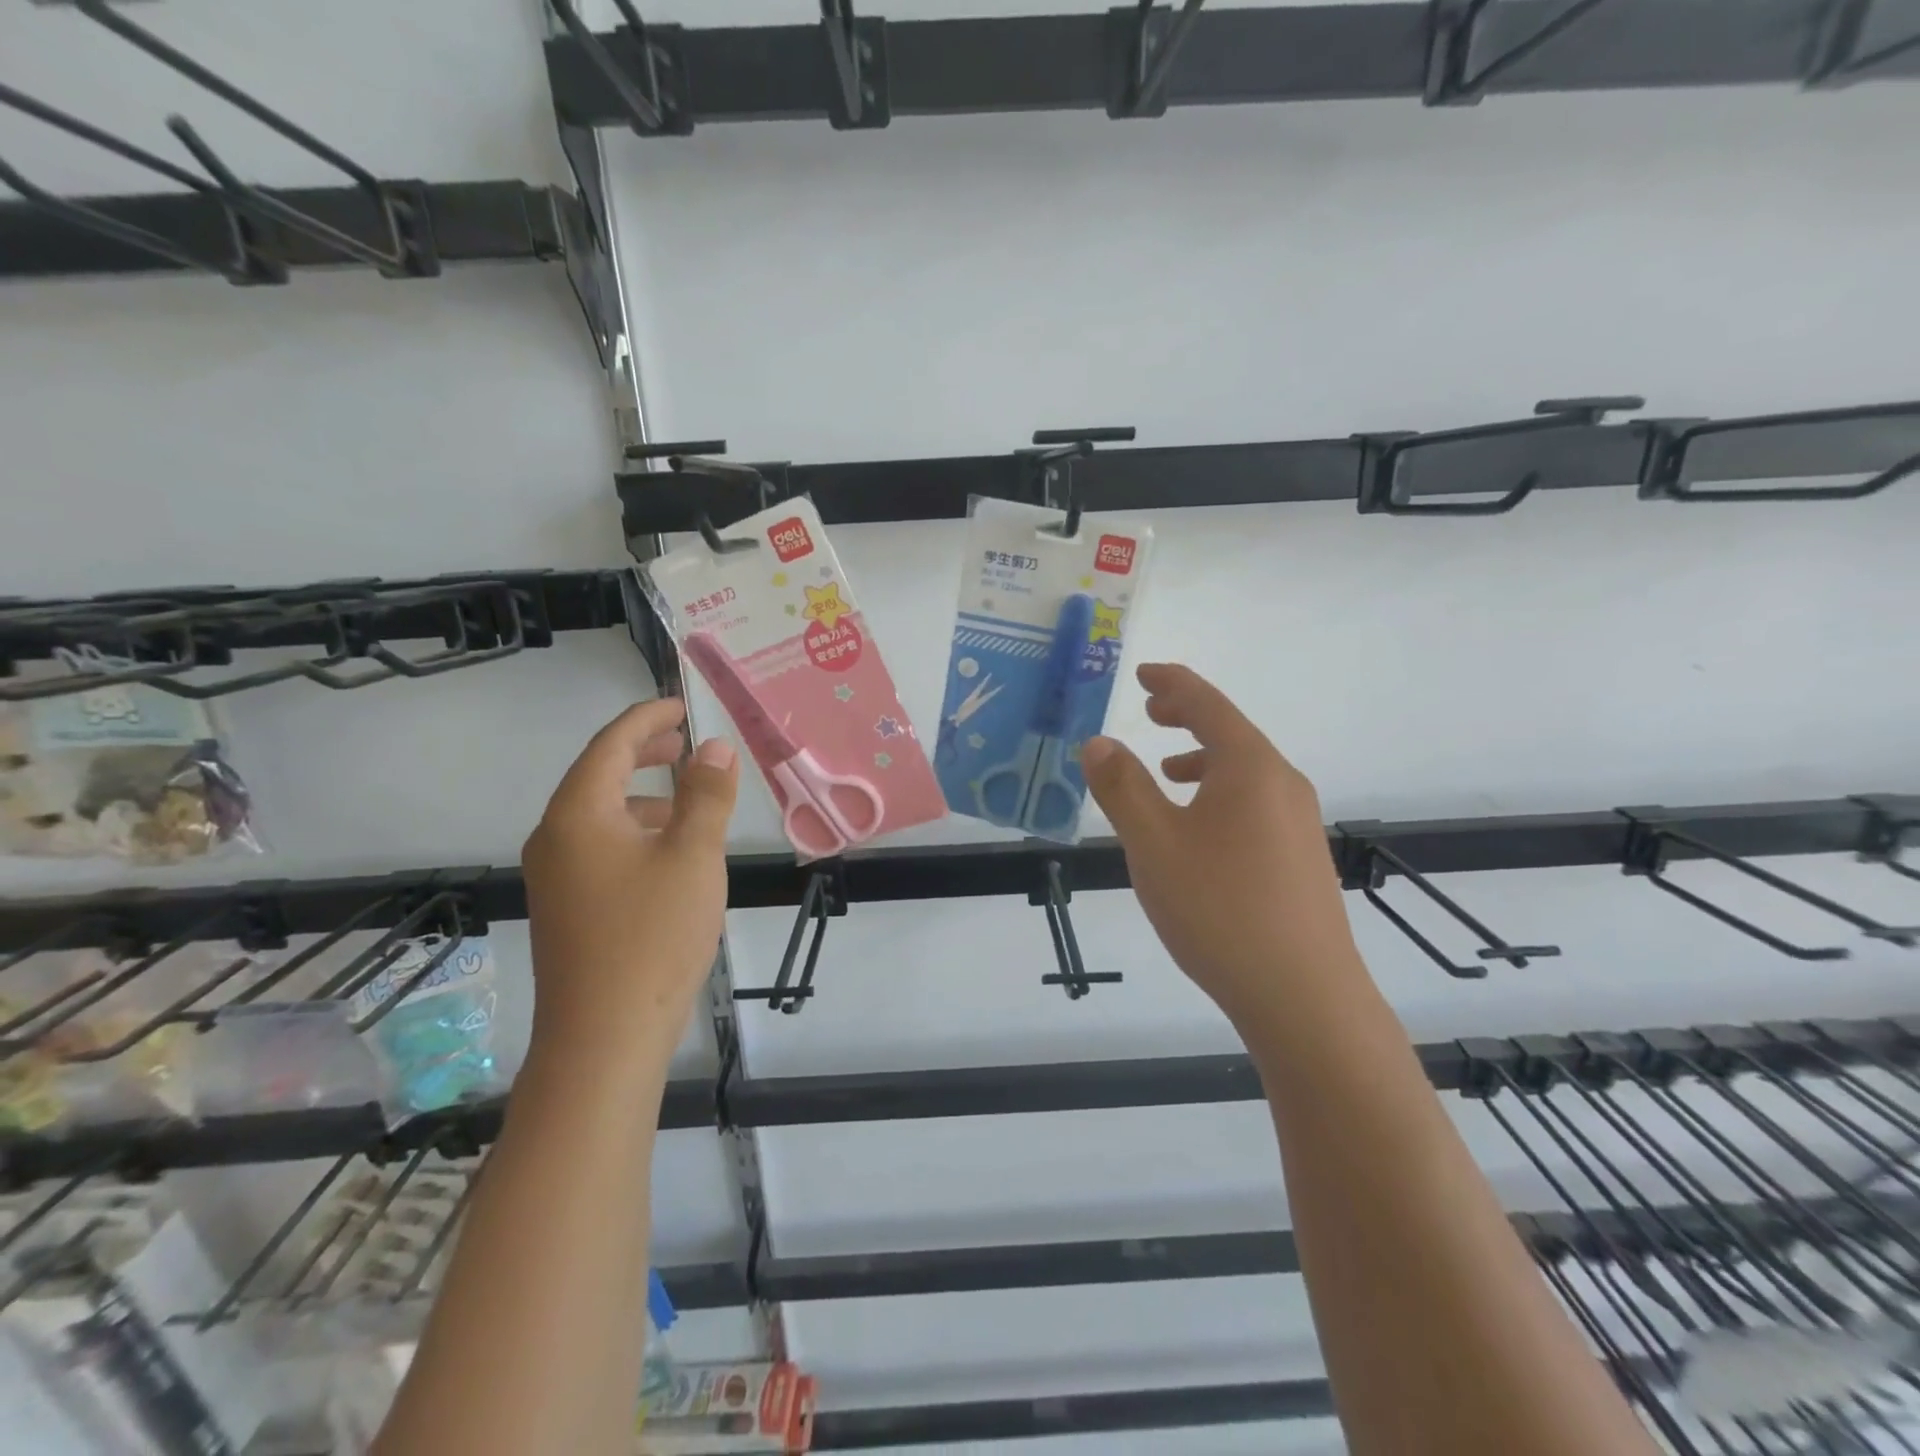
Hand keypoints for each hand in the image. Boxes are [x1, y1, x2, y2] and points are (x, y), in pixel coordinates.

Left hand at [522, 699, 738, 1064]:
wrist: (604, 1037)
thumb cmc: (652, 935)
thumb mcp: (693, 855)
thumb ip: (706, 794)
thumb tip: (713, 747)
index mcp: (578, 815)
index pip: (610, 745)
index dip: (647, 719)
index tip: (681, 706)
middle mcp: (555, 838)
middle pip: (598, 776)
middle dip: (643, 754)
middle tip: (685, 743)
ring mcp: (556, 877)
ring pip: (601, 816)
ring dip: (644, 796)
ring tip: (690, 801)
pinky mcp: (567, 908)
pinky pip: (601, 848)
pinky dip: (636, 833)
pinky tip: (671, 856)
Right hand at [1081, 664, 1362, 1026]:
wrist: (1304, 997)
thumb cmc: (1220, 909)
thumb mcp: (1154, 844)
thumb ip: (1122, 787)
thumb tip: (1098, 741)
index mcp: (1250, 767)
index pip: (1207, 704)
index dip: (1172, 683)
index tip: (1143, 673)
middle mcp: (1282, 783)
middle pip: (1230, 732)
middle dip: (1187, 715)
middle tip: (1151, 710)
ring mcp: (1299, 822)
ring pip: (1244, 771)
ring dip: (1203, 757)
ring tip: (1167, 768)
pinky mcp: (1302, 857)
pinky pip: (1254, 802)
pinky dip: (1219, 793)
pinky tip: (1198, 829)